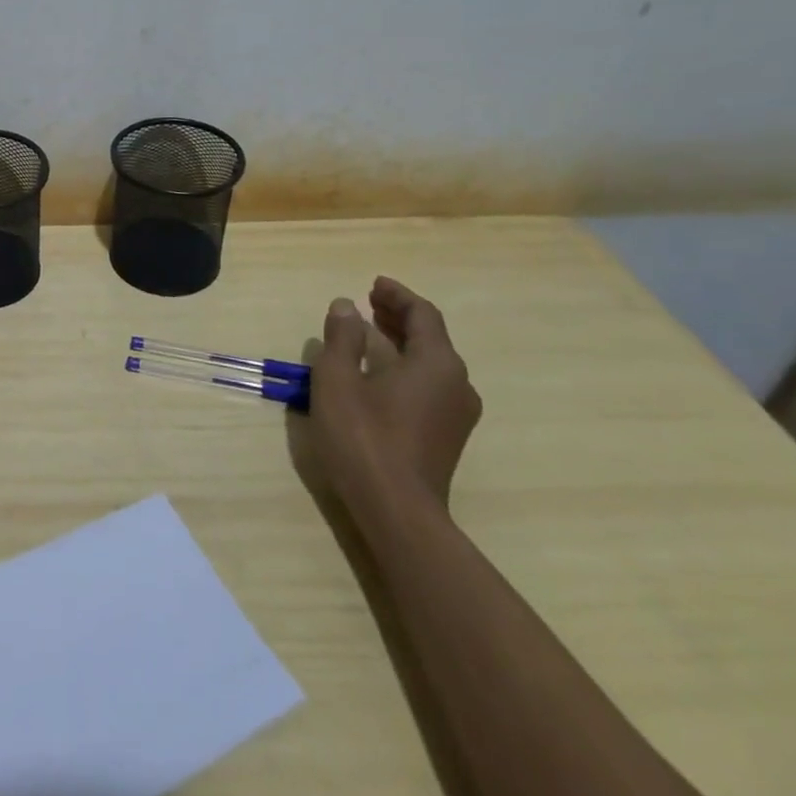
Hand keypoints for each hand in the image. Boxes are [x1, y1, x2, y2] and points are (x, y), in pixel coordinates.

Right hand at [306, 276, 481, 515]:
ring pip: (432, 363)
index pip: (422, 315)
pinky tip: (380, 374)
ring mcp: (457, 413)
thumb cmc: (363, 437)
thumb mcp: (337, 379)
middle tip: (368, 304)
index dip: (397, 296)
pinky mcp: (448, 436)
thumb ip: (342, 338)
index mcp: (436, 363)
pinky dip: (406, 367)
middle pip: (431, 337)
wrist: (397, 511)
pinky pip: (430, 385)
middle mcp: (457, 383)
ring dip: (401, 342)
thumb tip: (346, 306)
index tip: (373, 284)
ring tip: (369, 333)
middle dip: (399, 316)